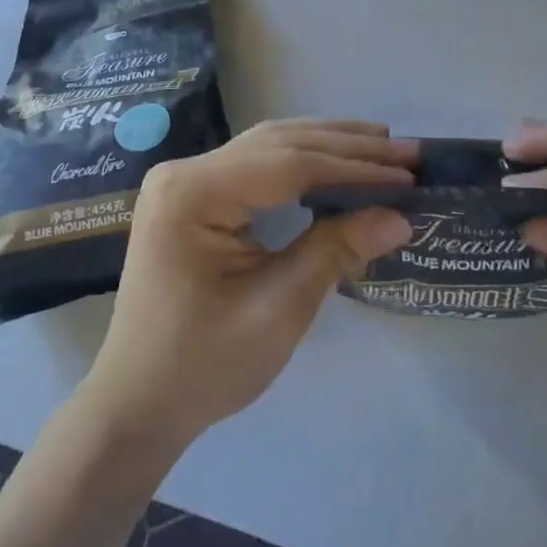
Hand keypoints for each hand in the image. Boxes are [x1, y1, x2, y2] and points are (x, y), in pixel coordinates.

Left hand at [81, 120, 415, 447]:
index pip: (289, 165)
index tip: (408, 173)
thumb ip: (336, 251)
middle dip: (347, 148)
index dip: (354, 167)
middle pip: (280, 144)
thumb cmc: (204, 365)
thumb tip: (401, 216)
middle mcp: (185, 172)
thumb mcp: (278, 309)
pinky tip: (335, 159)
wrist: (138, 403)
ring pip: (269, 145)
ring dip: (328, 145)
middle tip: (408, 153)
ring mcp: (185, 180)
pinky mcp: (193, 195)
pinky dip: (302, 159)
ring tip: (383, 145)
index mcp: (193, 194)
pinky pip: (256, 164)